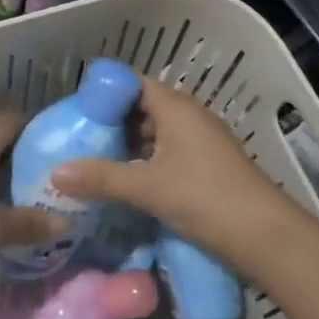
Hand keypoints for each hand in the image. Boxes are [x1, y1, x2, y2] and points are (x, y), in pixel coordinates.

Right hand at [51, 77, 288, 262]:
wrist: (263, 235)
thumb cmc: (203, 197)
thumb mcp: (147, 187)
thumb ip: (101, 178)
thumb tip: (55, 173)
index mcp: (176, 108)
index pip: (135, 83)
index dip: (106, 90)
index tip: (77, 108)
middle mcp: (190, 117)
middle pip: (145, 107)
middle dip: (113, 120)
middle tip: (79, 137)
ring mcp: (202, 142)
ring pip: (157, 133)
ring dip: (129, 144)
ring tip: (95, 160)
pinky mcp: (207, 167)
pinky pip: (169, 153)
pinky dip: (146, 161)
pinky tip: (127, 181)